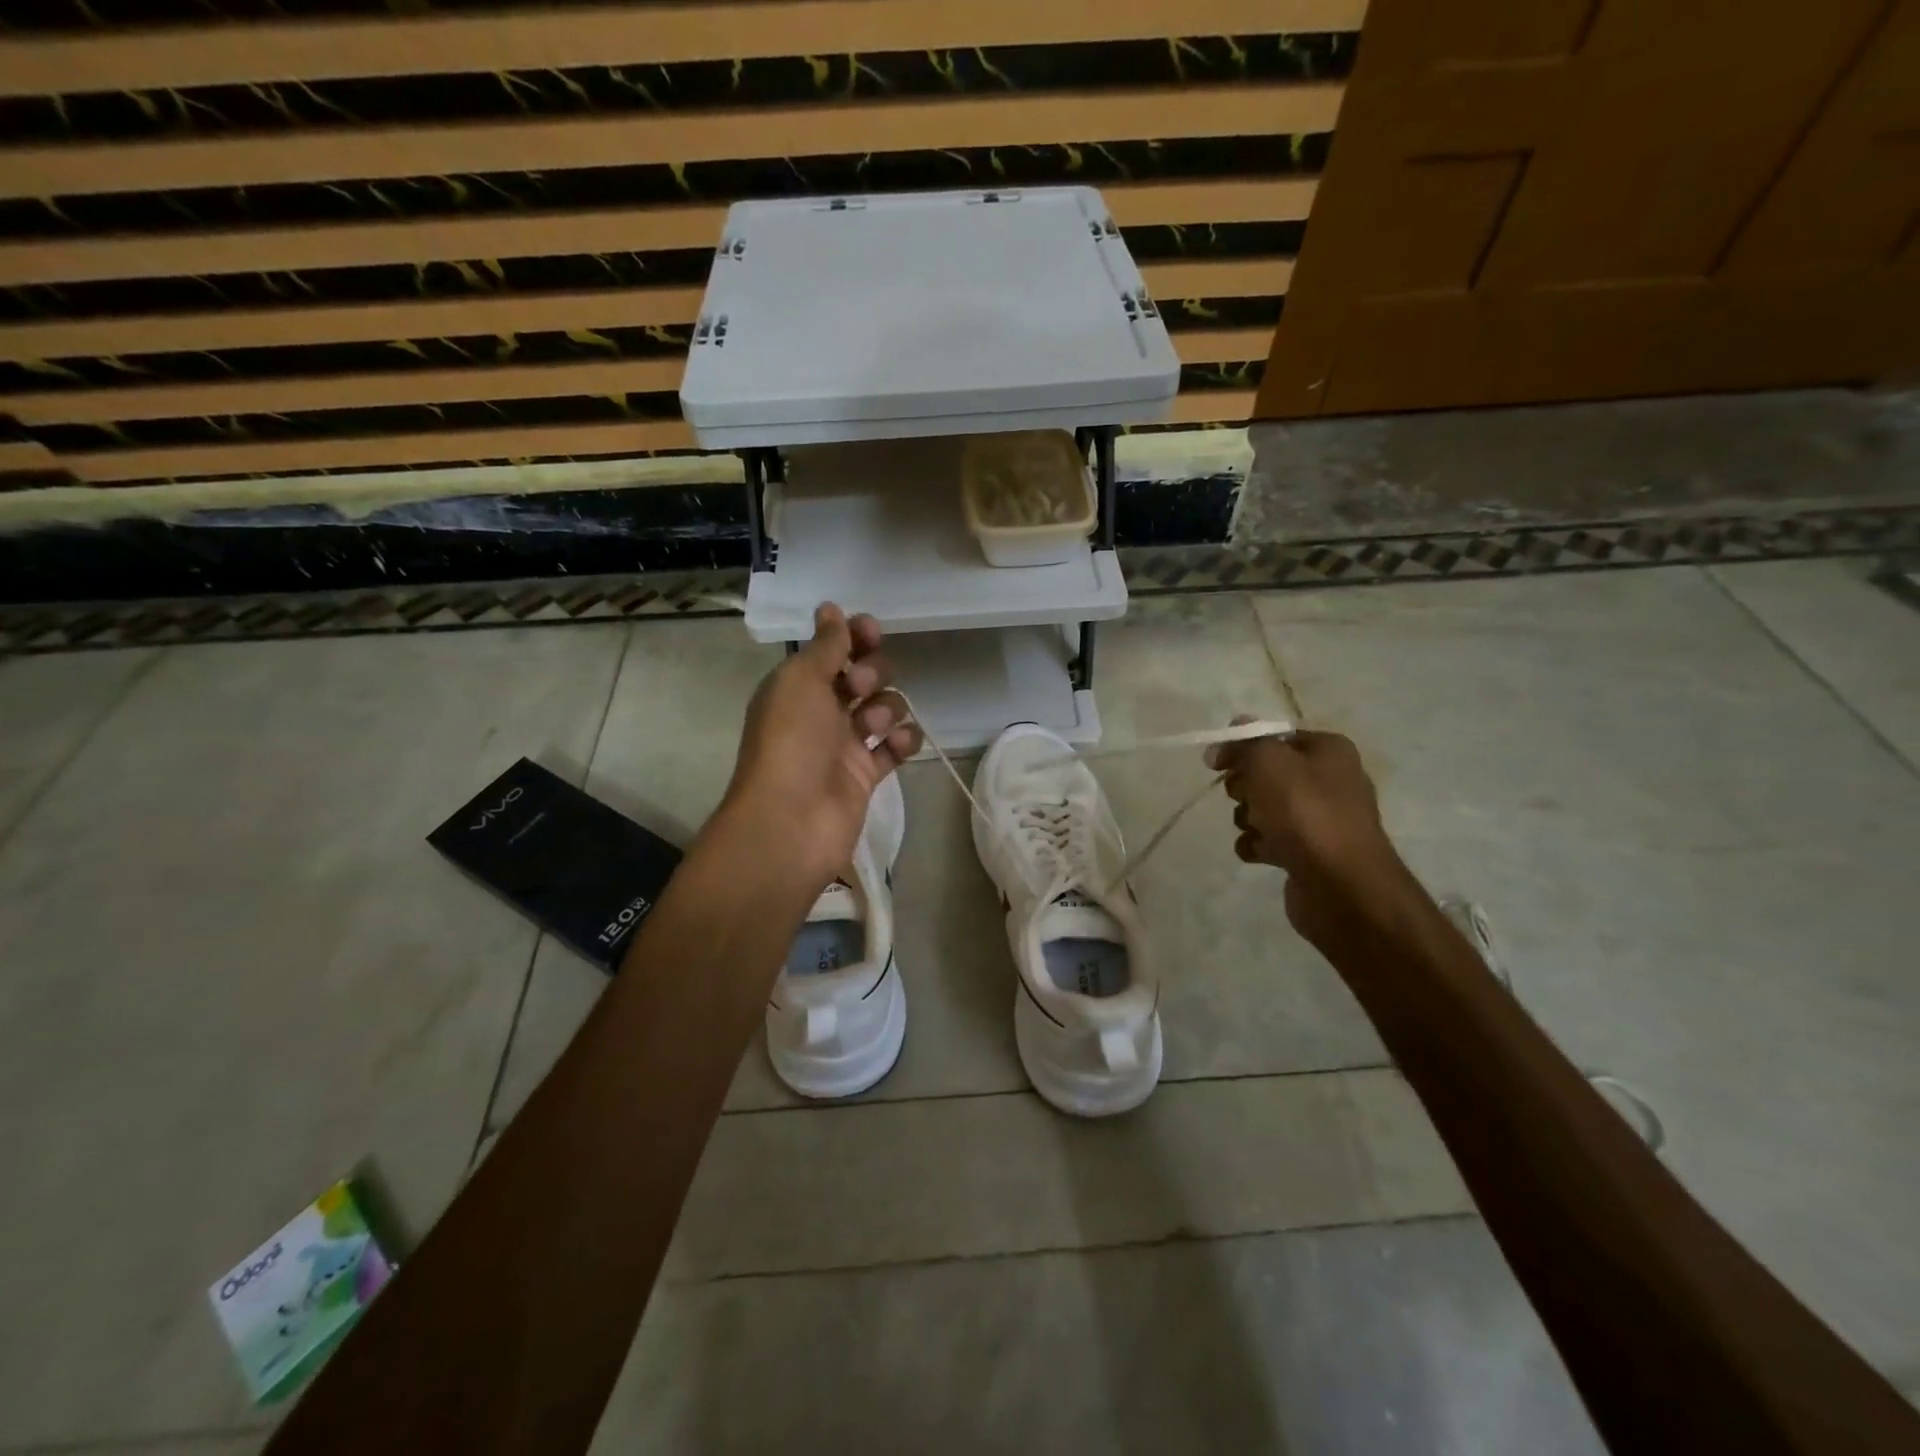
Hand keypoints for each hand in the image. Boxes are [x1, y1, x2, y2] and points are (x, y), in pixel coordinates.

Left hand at [718, 603, 921, 890]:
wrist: (792, 819)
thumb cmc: (792, 740)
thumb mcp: (801, 680)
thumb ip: (825, 645)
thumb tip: (831, 608)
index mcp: (798, 686)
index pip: (833, 651)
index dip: (854, 638)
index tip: (870, 631)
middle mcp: (821, 712)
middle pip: (863, 677)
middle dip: (872, 673)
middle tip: (859, 688)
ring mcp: (845, 745)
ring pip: (883, 709)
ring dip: (887, 707)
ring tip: (873, 726)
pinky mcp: (866, 775)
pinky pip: (895, 746)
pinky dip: (902, 740)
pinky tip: (897, 743)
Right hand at [1207, 724, 1406, 941]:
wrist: (1340, 885)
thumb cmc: (1305, 812)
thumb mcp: (1269, 761)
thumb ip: (1247, 742)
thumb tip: (1233, 728)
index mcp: (1328, 751)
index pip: (1275, 738)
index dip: (1243, 747)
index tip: (1217, 764)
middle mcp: (1329, 781)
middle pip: (1267, 774)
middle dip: (1245, 787)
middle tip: (1246, 797)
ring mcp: (1320, 820)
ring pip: (1264, 808)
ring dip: (1249, 819)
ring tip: (1257, 830)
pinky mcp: (1309, 853)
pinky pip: (1270, 840)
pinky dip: (1258, 845)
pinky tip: (1259, 852)